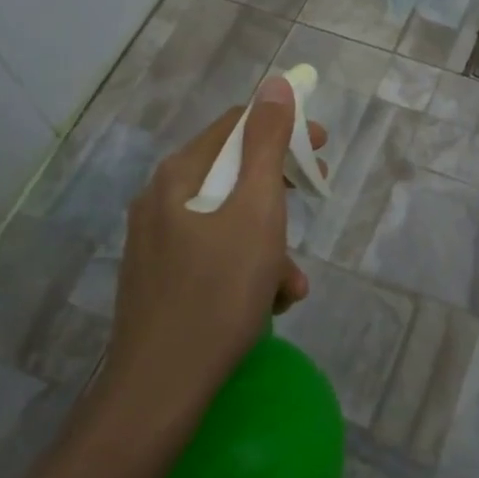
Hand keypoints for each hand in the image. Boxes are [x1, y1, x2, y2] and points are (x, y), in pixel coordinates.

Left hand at [102, 76, 325, 416]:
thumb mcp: (256, 211)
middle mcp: (161, 199)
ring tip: (291, 283)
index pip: (236, 126)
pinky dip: (247, 268)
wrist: (159, 392)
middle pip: (232, 173)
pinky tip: (269, 304)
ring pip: (229, 221)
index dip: (283, 128)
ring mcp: (157, 242)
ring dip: (270, 241)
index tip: (321, 149)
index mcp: (180, 175)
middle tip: (315, 198)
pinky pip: (215, 255)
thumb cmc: (217, 293)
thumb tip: (275, 84)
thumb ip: (267, 144)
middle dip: (280, 190)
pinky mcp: (161, 280)